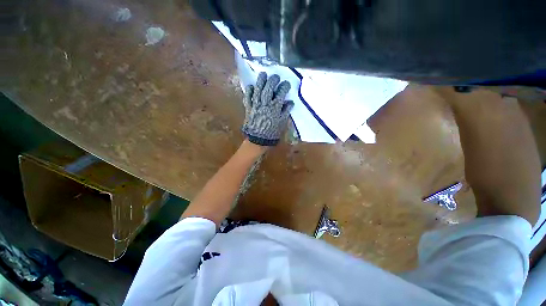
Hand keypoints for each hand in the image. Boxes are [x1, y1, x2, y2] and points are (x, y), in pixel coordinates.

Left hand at [242, 72, 293, 145]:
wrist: (258, 140)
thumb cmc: (272, 132)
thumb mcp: (282, 123)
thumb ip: (286, 111)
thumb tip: (290, 102)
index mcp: (275, 108)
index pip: (281, 93)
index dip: (284, 87)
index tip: (286, 84)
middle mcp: (265, 104)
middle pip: (269, 88)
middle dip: (273, 80)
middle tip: (276, 77)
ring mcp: (256, 105)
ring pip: (258, 90)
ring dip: (261, 81)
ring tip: (263, 74)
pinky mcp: (248, 108)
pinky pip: (247, 97)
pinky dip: (249, 91)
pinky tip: (251, 86)